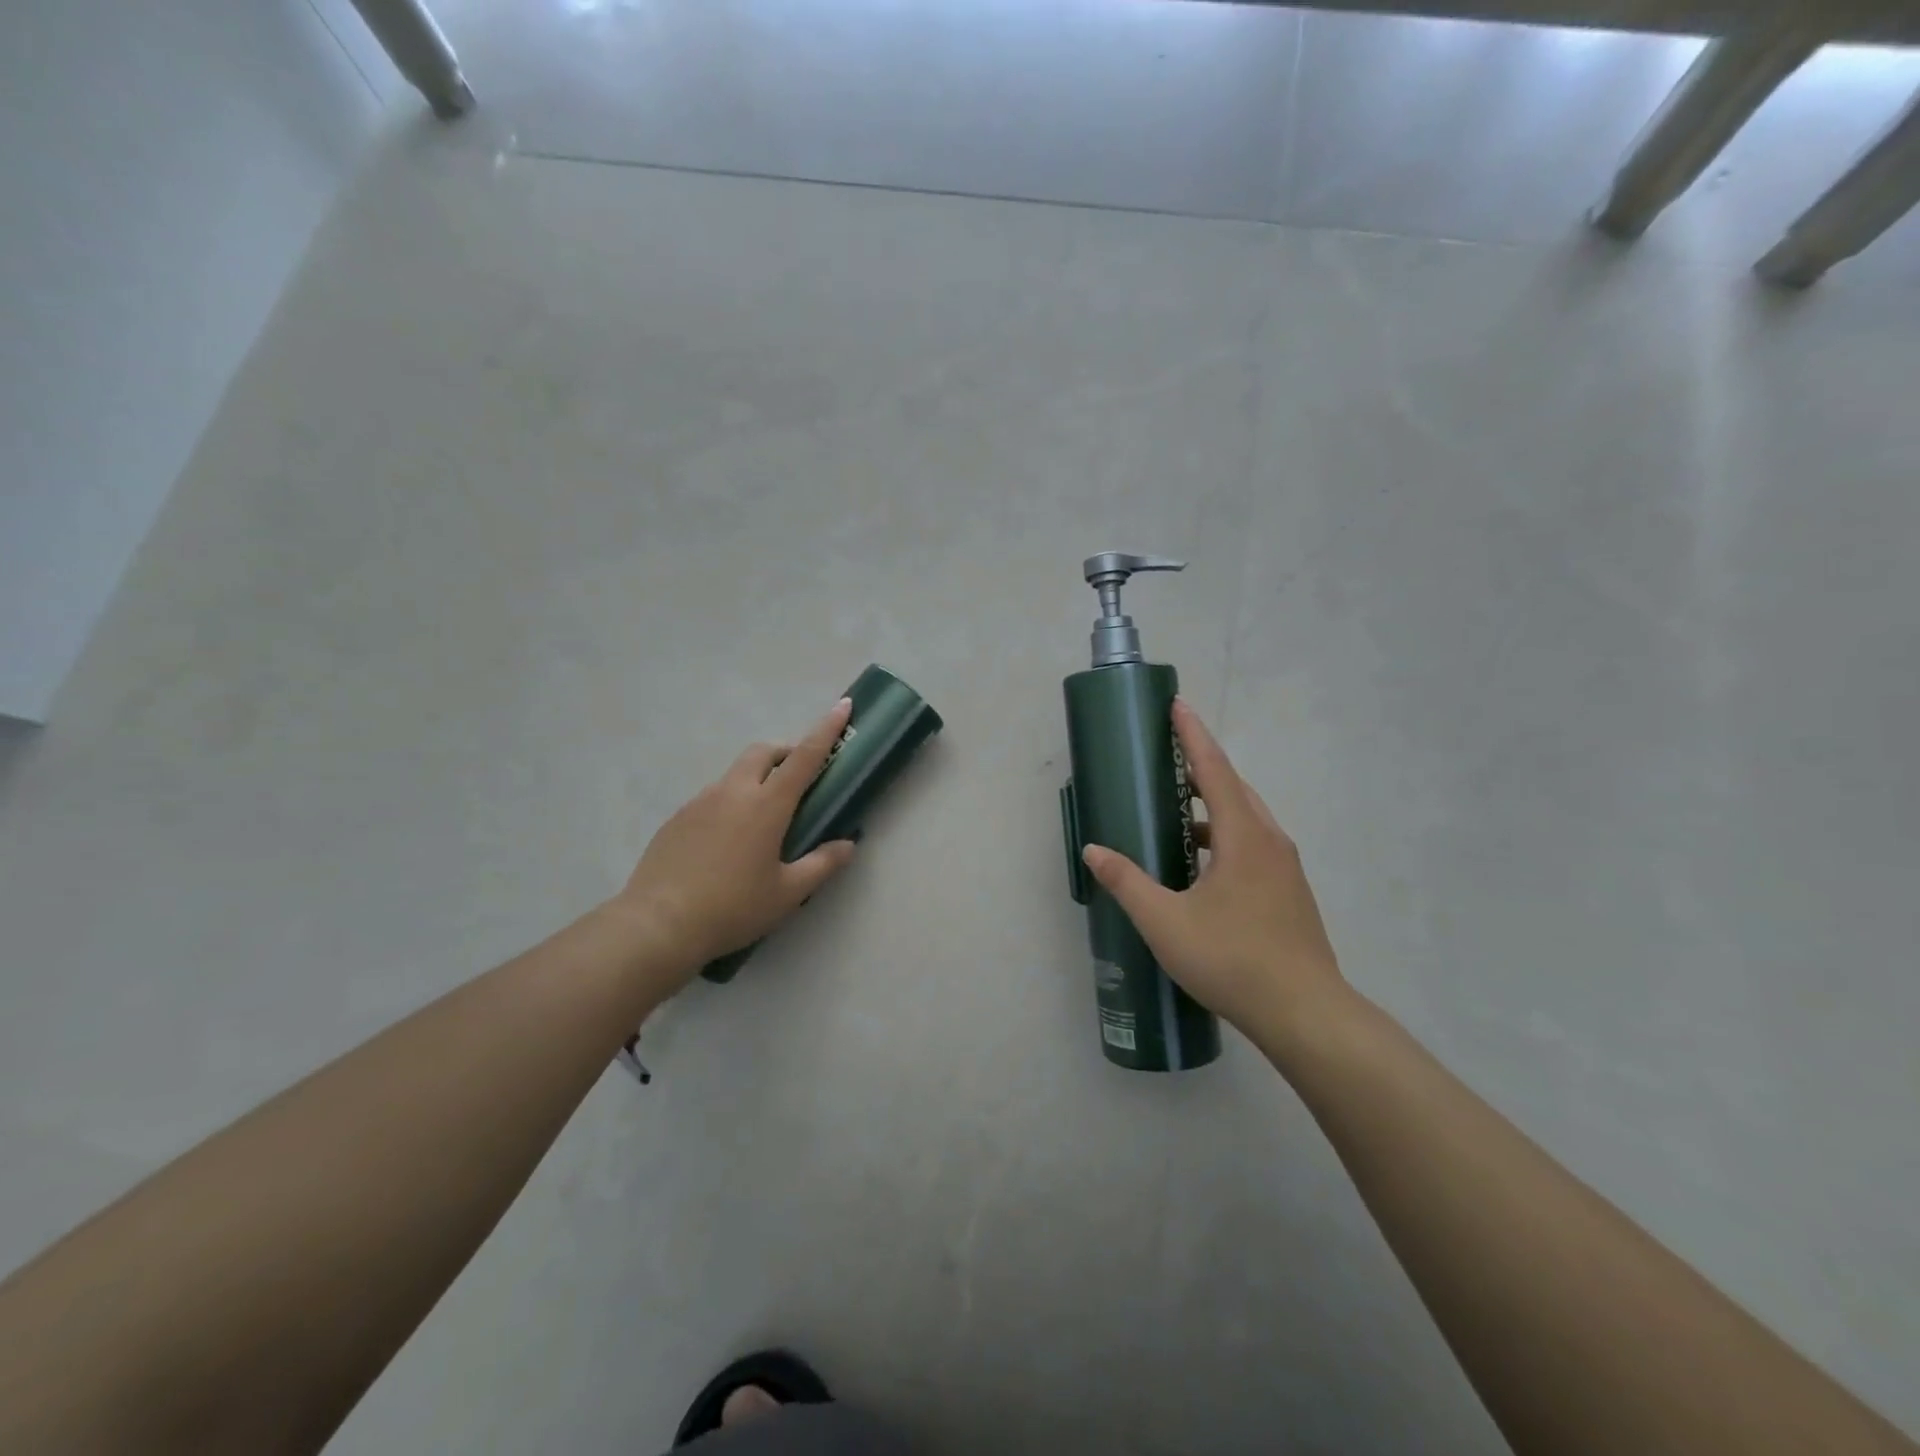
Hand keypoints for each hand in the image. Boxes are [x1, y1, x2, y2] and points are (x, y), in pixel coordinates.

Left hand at [610, 698, 858, 977]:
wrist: (658, 925)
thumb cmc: (733, 908)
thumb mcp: (788, 894)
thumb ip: (822, 864)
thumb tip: (847, 845)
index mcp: (767, 805)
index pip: (805, 756)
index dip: (826, 730)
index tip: (842, 706)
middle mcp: (733, 792)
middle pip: (764, 752)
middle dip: (786, 752)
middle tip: (800, 777)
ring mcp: (700, 801)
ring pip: (736, 774)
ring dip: (757, 779)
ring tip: (763, 819)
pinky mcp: (677, 817)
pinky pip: (712, 797)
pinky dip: (730, 803)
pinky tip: (728, 842)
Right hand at [1080, 698, 1343, 1036]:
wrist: (1306, 1013)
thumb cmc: (1232, 959)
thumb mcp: (1165, 922)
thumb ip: (1127, 882)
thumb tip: (1093, 851)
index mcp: (1244, 836)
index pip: (1214, 769)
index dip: (1192, 735)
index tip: (1176, 706)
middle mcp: (1270, 841)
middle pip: (1233, 788)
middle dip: (1200, 766)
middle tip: (1166, 757)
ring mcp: (1285, 867)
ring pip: (1245, 819)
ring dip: (1212, 806)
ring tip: (1176, 812)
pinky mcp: (1289, 892)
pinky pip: (1253, 844)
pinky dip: (1224, 836)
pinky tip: (1201, 865)